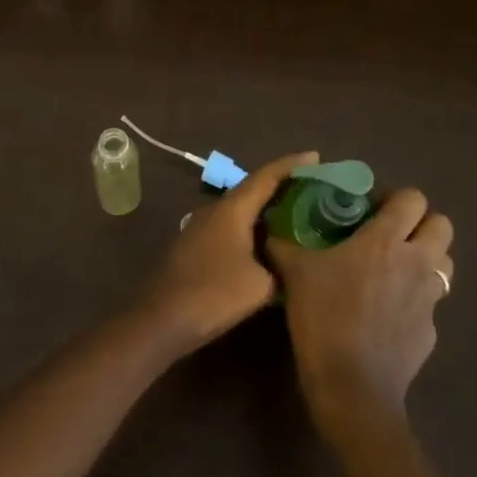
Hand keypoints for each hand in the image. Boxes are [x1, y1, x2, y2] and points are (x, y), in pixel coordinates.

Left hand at [141, 150, 317, 354]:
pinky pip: (231, 225)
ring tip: (295, 211)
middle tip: (311, 186)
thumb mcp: (260, 285)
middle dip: (282, 185)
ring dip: (265, 207)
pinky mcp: (196, 245)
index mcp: (233, 208)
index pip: (267, 176)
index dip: (292, 164)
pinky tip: (265, 240)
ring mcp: (202, 226)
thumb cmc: (213, 294)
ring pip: (241, 208)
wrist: (161, 319)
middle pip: (253, 188)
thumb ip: (279, 266)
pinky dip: (252, 225)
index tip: (316, 156)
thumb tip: (286, 261)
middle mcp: (216, 209)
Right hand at [267, 188, 453, 428]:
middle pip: (442, 225)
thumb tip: (269, 231)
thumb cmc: (324, 318)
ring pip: (444, 264)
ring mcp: (429, 300)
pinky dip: (414, 303)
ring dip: (426, 260)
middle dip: (421, 224)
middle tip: (390, 235)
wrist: (352, 389)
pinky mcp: (431, 333)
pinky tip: (387, 315)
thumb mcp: (295, 274)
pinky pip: (431, 305)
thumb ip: (283, 246)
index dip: (395, 198)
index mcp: (386, 240)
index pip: (412, 198)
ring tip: (394, 270)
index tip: (371, 209)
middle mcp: (416, 262)